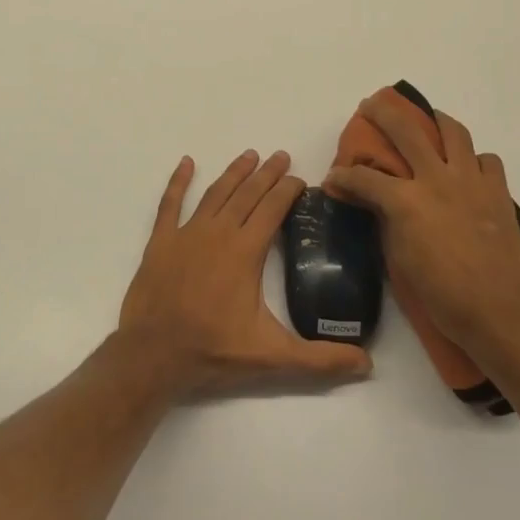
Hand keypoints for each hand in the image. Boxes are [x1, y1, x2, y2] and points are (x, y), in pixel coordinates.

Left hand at [120, 150, 372, 396]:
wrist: (153, 355)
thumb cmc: (213, 351)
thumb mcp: (273, 358)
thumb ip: (320, 360)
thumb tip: (367, 364)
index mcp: (245, 251)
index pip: (272, 210)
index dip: (287, 191)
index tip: (300, 179)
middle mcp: (218, 232)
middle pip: (247, 194)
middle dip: (266, 174)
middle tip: (280, 155)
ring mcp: (186, 234)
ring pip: (215, 193)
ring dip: (233, 173)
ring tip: (249, 155)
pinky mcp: (161, 242)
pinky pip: (170, 204)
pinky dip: (178, 182)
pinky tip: (186, 163)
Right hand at [324, 97, 519, 354]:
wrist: (500, 311)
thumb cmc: (443, 295)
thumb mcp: (400, 260)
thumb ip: (386, 222)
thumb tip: (376, 205)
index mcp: (406, 201)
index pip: (363, 177)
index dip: (342, 176)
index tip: (333, 178)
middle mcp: (436, 180)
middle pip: (405, 130)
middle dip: (382, 113)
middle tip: (371, 106)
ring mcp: (471, 182)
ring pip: (453, 132)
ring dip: (436, 120)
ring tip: (428, 119)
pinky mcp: (498, 192)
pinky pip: (487, 160)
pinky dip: (474, 160)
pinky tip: (467, 169)